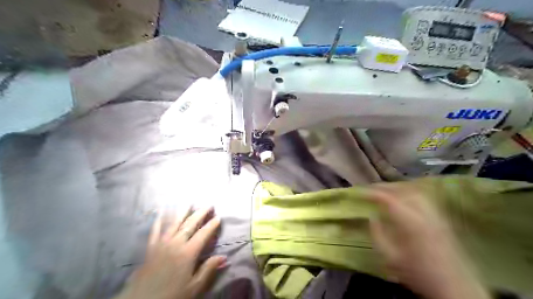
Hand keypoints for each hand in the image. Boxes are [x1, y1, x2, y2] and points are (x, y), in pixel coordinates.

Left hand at [116, 207, 225, 298]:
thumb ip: (208, 270)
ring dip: (183, 212)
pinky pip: (155, 230)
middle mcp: (176, 243)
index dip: (212, 225)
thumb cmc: (171, 296)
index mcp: (188, 253)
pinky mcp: (150, 247)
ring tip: (189, 202)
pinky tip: (162, 212)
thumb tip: (223, 257)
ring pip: (174, 223)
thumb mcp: (193, 287)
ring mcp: (161, 243)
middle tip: (208, 204)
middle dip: (200, 213)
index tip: (219, 217)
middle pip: (190, 224)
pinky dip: (159, 220)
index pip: (203, 234)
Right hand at [370, 185, 488, 298]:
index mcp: (410, 222)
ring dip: (396, 187)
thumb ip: (377, 234)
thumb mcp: (390, 257)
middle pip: (402, 190)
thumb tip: (371, 216)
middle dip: (383, 187)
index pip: (388, 199)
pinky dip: (408, 192)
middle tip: (369, 189)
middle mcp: (424, 213)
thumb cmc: (417, 273)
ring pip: (413, 191)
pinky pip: (422, 197)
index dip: (372, 193)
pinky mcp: (440, 218)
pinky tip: (402, 197)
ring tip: (384, 191)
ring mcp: (434, 214)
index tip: (359, 192)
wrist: (453, 288)